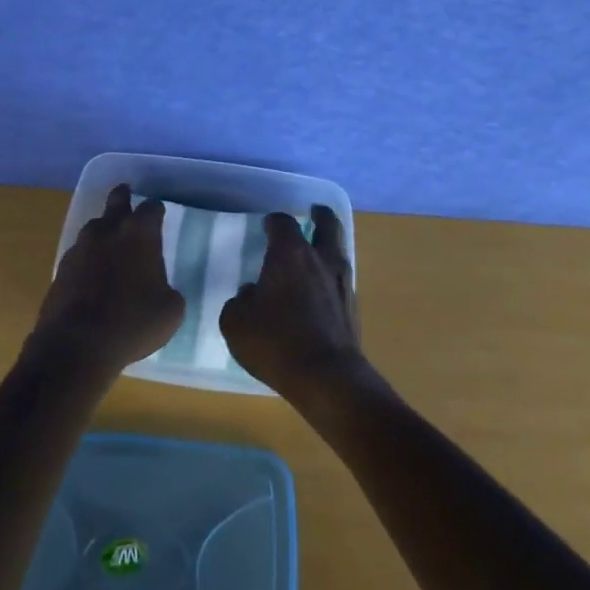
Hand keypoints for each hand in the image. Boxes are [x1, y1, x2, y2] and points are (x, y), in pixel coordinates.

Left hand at [31, 185, 184, 378]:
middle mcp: (108, 230)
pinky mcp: (61, 267)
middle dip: (124, 197)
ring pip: (95, 227)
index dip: (157, 211)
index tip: (159, 217)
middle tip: (128, 199)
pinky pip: (80, 253)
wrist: (76, 345)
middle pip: (117, 200)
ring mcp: (80, 247)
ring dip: (105, 231)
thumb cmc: (132, 323)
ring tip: (112, 246)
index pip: (152, 208)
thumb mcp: (171, 310)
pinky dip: (89, 259)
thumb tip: (161, 288)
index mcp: (139, 234)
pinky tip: (93, 276)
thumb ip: (169, 289)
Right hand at [220, 204, 364, 402]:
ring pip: (339, 251)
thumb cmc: (275, 342)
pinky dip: (331, 278)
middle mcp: (320, 260)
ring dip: (329, 246)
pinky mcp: (353, 308)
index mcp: (290, 254)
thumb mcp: (236, 322)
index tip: (267, 226)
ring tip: (317, 252)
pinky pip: (341, 281)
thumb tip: (251, 293)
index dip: (274, 221)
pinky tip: (320, 291)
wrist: (327, 377)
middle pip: (328, 224)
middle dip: (320, 215)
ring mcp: (342, 283)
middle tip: (314, 212)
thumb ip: (239, 301)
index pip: (283, 222)